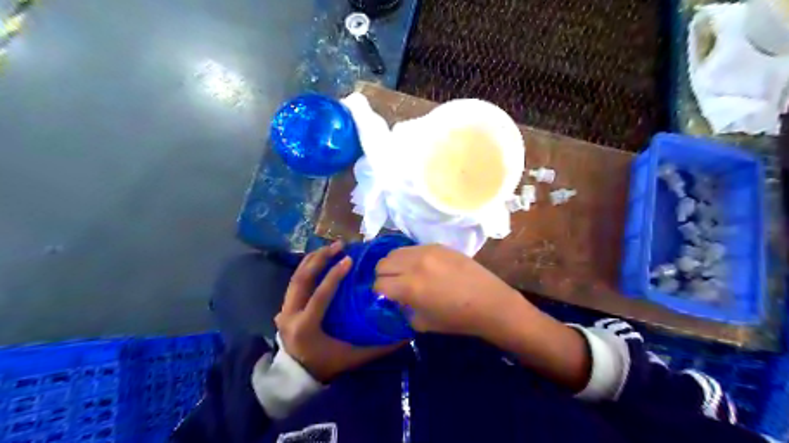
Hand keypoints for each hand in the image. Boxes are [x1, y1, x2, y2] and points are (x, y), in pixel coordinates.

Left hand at [276, 240, 400, 381]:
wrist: (294, 377)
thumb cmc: (326, 366)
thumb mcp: (353, 358)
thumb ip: (378, 348)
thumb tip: (405, 337)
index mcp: (306, 327)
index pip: (319, 296)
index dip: (334, 276)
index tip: (349, 259)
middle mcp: (290, 315)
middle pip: (301, 279)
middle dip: (320, 259)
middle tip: (339, 246)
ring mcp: (283, 309)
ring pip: (295, 277)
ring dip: (313, 260)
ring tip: (330, 247)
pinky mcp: (284, 307)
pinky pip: (294, 282)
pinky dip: (306, 267)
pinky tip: (319, 258)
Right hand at [373, 243, 525, 340]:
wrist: (489, 302)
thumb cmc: (457, 319)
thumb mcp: (423, 323)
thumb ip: (403, 309)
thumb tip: (395, 300)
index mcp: (410, 287)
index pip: (379, 283)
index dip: (378, 293)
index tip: (385, 297)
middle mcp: (415, 264)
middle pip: (382, 263)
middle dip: (383, 276)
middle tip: (393, 285)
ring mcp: (427, 251)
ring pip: (395, 252)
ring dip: (394, 264)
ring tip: (404, 274)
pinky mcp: (438, 245)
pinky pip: (413, 248)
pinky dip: (409, 257)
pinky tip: (420, 267)